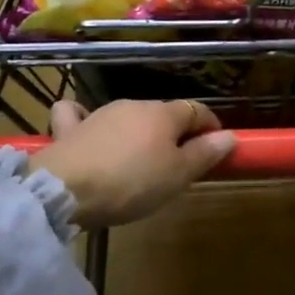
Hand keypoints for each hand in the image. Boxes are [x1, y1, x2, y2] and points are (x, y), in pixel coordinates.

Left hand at [30, 99, 235, 227]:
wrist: (65, 189)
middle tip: (180, 164)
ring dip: (139, 133)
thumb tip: (229, 135)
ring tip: (140, 161)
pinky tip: (86, 128)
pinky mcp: (70, 128)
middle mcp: (134, 105)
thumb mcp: (177, 175)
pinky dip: (84, 118)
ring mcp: (99, 114)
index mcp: (164, 114)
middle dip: (175, 133)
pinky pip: (78, 115)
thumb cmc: (131, 182)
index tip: (217, 146)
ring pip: (129, 116)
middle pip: (163, 114)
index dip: (210, 126)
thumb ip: (204, 154)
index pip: (196, 110)